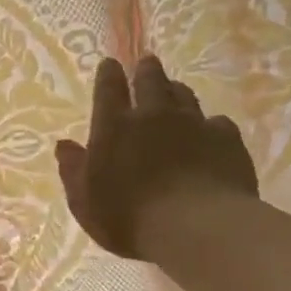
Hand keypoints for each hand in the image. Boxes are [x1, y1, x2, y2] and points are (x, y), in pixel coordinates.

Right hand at [55, 55, 257, 259]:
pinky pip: (217, 122)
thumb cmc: (129, 219)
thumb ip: (73, 171)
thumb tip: (64, 145)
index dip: (108, 74)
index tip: (110, 64)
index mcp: (114, 127)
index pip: (109, 89)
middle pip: (151, 81)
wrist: (197, 227)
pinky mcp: (226, 139)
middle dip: (146, 70)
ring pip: (184, 96)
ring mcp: (193, 124)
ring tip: (174, 89)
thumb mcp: (85, 202)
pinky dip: (210, 124)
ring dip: (176, 90)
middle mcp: (153, 115)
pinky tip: (210, 131)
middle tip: (146, 62)